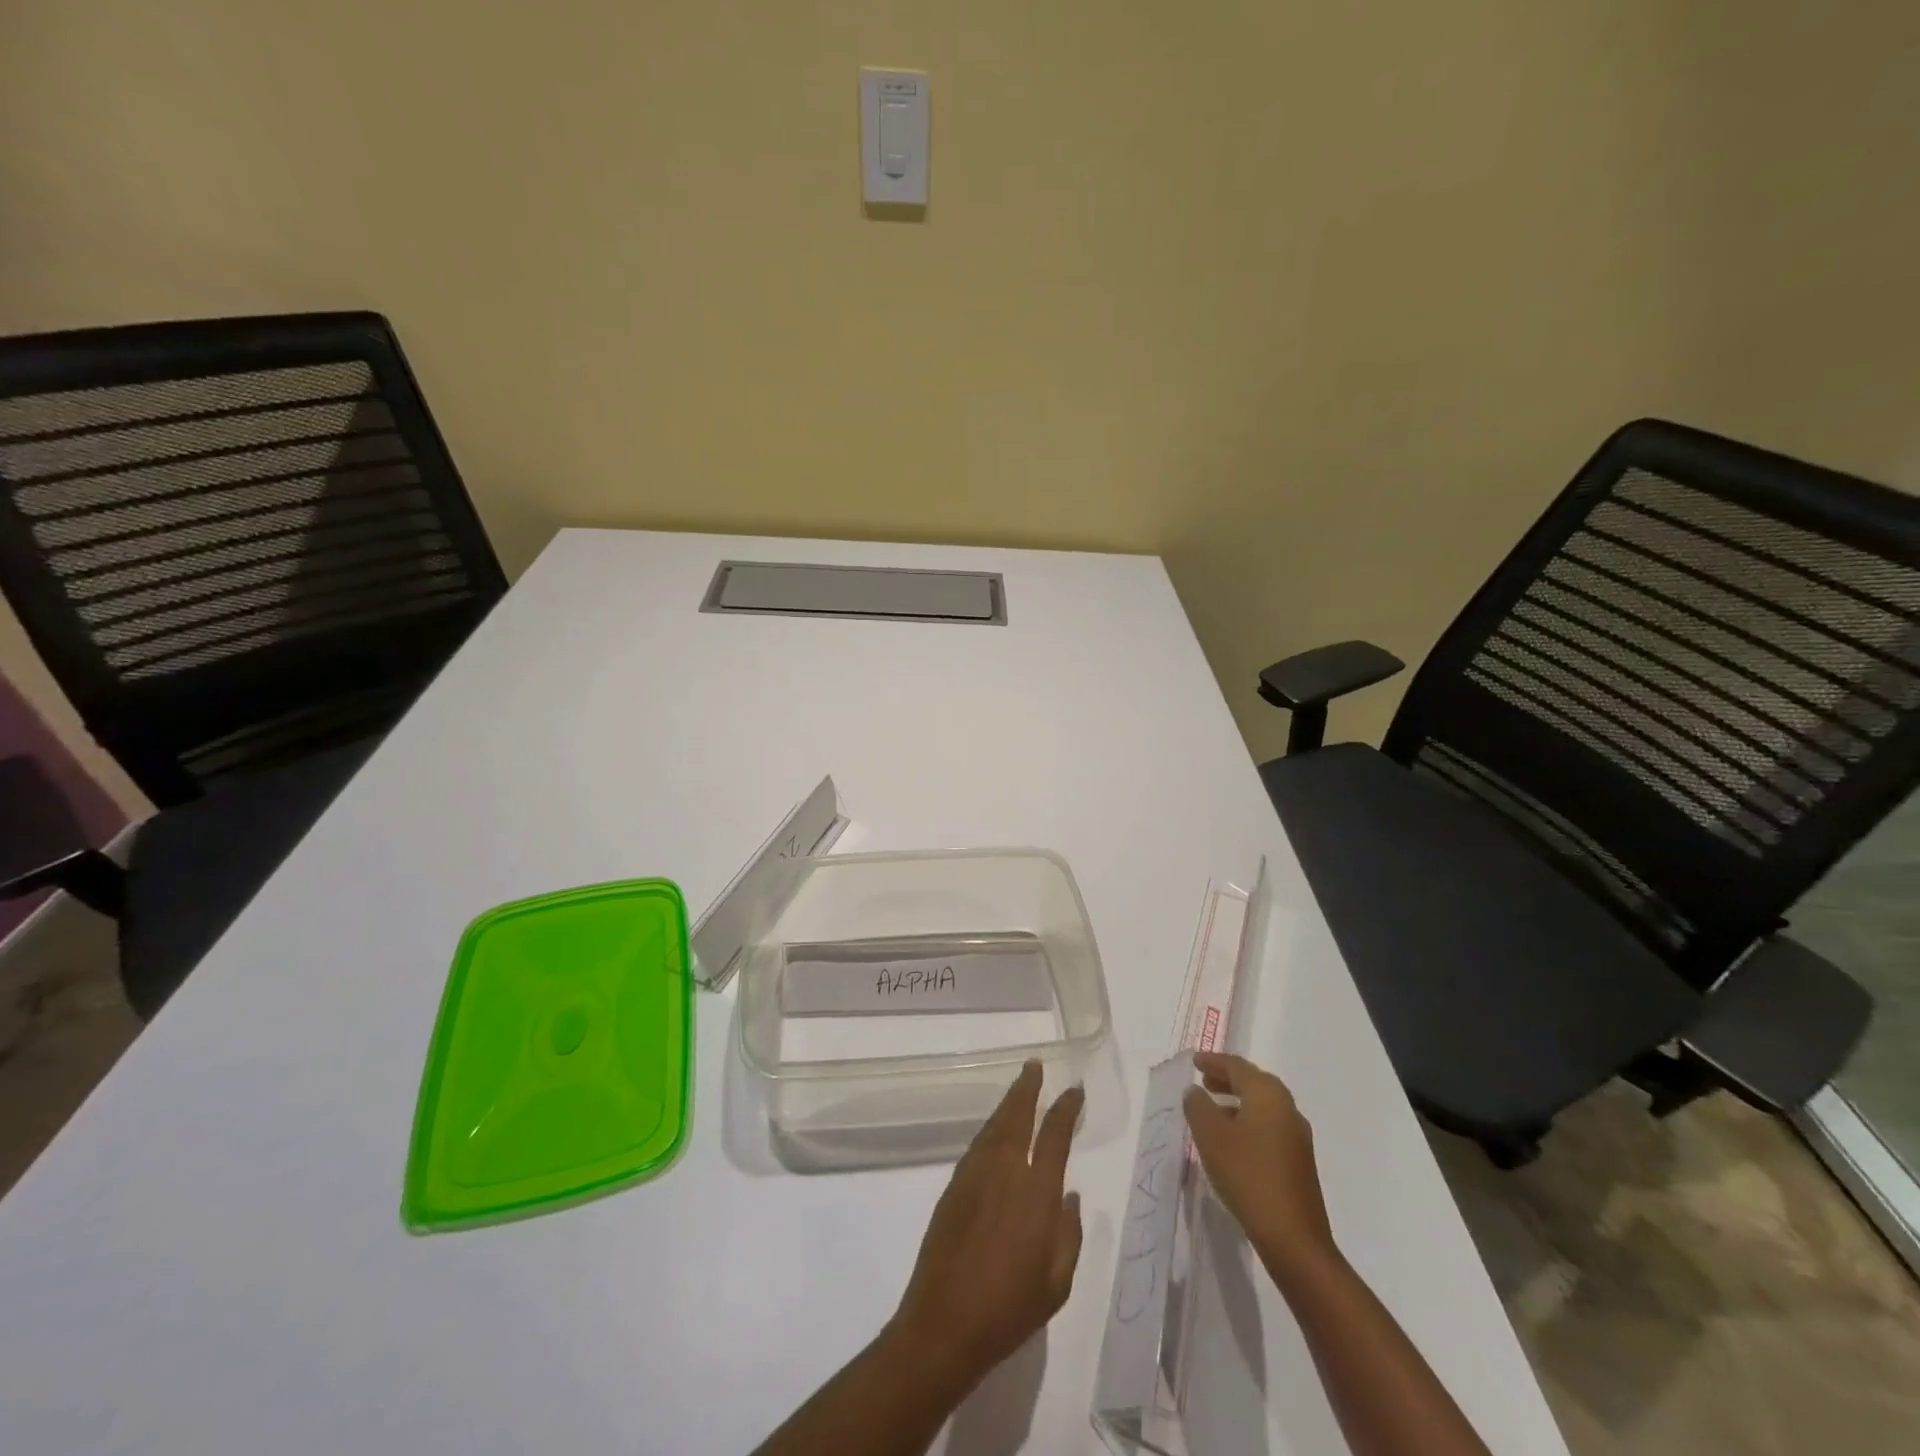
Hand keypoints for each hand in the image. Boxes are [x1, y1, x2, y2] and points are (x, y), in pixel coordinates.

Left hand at [889, 1061, 1085, 1391]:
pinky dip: (991, 1128)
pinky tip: (996, 1131)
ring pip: (994, 1126)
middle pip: (1017, 1116)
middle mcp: (1004, 1172)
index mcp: (1036, 1193)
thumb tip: (1070, 1197)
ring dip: (1008, 1103)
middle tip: (1035, 1065)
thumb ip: (1069, 1235)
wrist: (944, 1323)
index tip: (1074, 1091)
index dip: (1066, 1109)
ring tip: (1019, 1089)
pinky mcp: (952, 1187)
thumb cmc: (1009, 1309)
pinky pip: (977, 1145)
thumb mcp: (1057, 1284)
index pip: (1054, 1136)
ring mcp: (974, 1176)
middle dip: (1028, 1088)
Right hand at [1182, 1051, 1336, 1281]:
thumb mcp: (1211, 1136)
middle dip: (1227, 1079)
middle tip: (1203, 1081)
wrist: (1293, 1239)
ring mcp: (1297, 1137)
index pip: (1237, 1066)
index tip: (1194, 1061)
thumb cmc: (1248, 1176)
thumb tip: (1195, 1092)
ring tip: (1213, 1109)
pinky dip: (1248, 1122)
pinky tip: (1232, 1141)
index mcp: (1268, 1095)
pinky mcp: (1299, 1162)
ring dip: (1237, 1102)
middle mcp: (1287, 1108)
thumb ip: (1198, 1106)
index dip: (1214, 1061)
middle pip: (1253, 1083)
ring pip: (1262, 1106)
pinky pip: (1269, 1127)